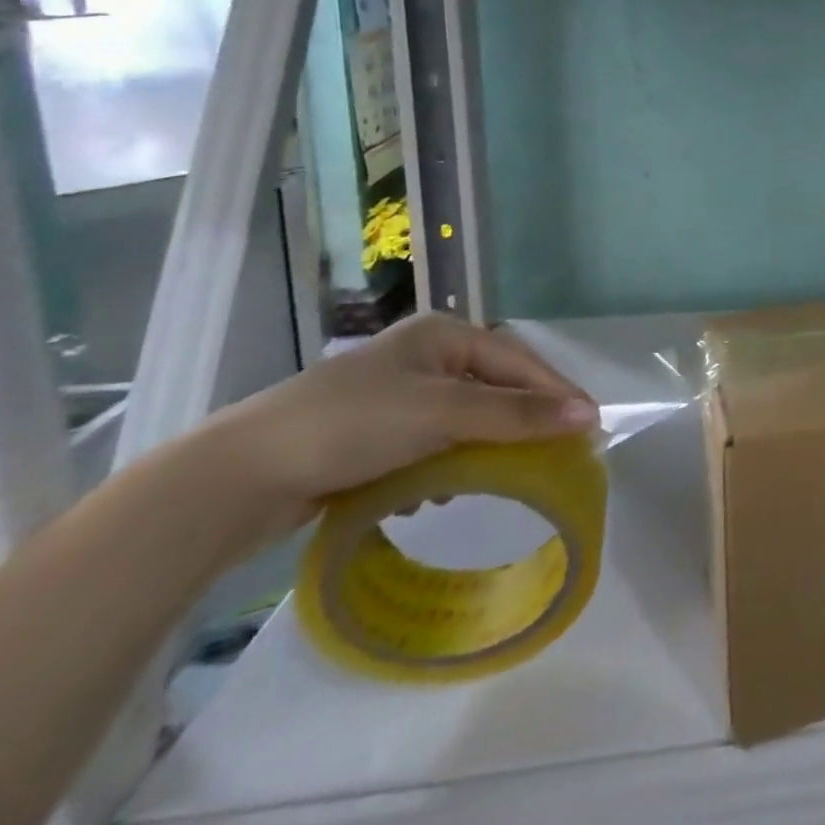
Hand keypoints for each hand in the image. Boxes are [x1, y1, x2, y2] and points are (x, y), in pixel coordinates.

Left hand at [199, 313, 597, 539]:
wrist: (234, 479)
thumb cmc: (351, 425)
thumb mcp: (443, 414)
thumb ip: (517, 415)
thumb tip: (589, 417)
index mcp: (443, 334)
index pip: (519, 360)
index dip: (557, 392)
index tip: (590, 426)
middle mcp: (424, 356)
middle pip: (494, 388)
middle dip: (520, 422)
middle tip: (555, 453)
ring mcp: (396, 395)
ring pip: (465, 419)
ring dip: (483, 447)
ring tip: (499, 476)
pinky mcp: (373, 433)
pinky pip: (433, 442)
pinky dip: (446, 464)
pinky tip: (438, 490)